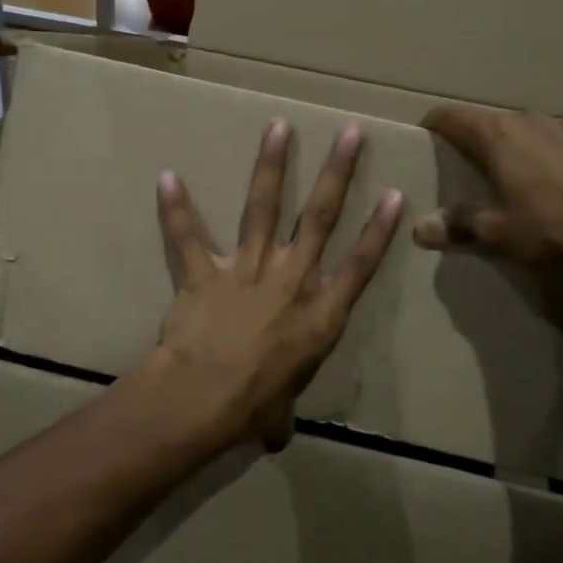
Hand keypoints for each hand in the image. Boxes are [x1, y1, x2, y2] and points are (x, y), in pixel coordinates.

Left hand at [154, 118, 403, 450]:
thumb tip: (275, 435)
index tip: (395, 194)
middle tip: (350, 133)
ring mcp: (246, 271)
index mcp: (319, 315)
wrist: (202, 399)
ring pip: (263, 209)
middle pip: (320, 219)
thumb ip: (279, 416)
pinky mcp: (203, 274)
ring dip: (271, 167)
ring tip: (279, 127)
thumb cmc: (251, 409)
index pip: (359, 266)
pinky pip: (188, 238)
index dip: (379, 230)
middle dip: (338, 173)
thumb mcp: (277, 415)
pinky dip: (176, 209)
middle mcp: (289, 281)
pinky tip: (167, 176)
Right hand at [413, 106, 562, 285]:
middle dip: (469, 138)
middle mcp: (523, 119)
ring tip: (504, 166)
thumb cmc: (549, 226)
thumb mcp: (495, 232)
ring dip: (509, 140)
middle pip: (484, 120)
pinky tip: (554, 159)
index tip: (422, 141)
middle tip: (459, 166)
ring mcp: (559, 126)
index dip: (431, 126)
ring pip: (521, 125)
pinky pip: (559, 133)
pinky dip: (549, 142)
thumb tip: (419, 228)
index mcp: (493, 134)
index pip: (449, 116)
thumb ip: (456, 224)